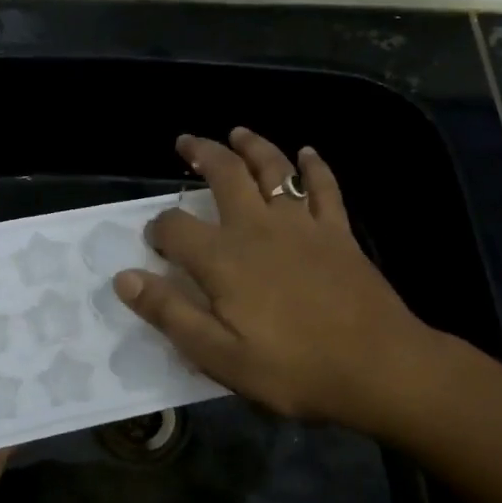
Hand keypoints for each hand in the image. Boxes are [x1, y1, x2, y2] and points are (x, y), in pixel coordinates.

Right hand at [114, 129, 433, 431]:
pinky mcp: (338, 231)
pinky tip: (308, 153)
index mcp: (225, 259)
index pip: (176, 228)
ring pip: (274, 168)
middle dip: (202, 154)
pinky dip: (314, 165)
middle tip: (186, 142)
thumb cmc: (293, 369)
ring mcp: (304, 224)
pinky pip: (324, 186)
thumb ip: (170, 313)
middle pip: (225, 175)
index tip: (154, 239)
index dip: (159, 228)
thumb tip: (124, 277)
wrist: (377, 366)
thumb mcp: (220, 356)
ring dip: (252, 146)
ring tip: (237, 132)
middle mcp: (259, 228)